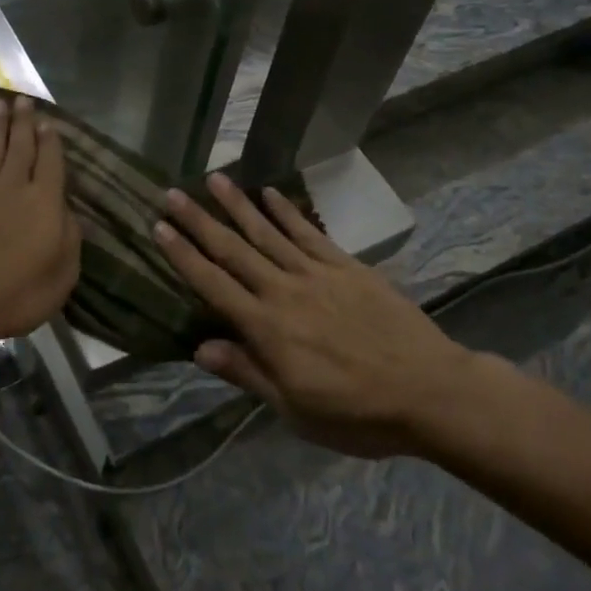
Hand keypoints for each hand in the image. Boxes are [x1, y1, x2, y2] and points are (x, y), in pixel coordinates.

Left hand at [0, 96, 79, 354]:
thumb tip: (68, 212)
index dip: (51, 141)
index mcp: (44, 204)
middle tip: (23, 100)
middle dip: (23, 122)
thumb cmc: (14, 296)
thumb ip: (70, 241)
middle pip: (20, 147)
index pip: (51, 163)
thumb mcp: (61, 278)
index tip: (49, 122)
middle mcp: (13, 188)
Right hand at [155, 174, 473, 458]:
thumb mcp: (295, 410)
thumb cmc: (358, 412)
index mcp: (267, 329)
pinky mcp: (346, 266)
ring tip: (214, 178)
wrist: (431, 392)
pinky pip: (308, 233)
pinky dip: (287, 212)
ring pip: (267, 232)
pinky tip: (270, 193)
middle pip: (233, 250)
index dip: (183, 256)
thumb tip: (199, 348)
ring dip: (238, 204)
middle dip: (200, 221)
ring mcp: (316, 274)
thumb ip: (247, 373)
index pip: (213, 284)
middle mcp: (284, 291)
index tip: (159, 227)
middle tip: (172, 193)